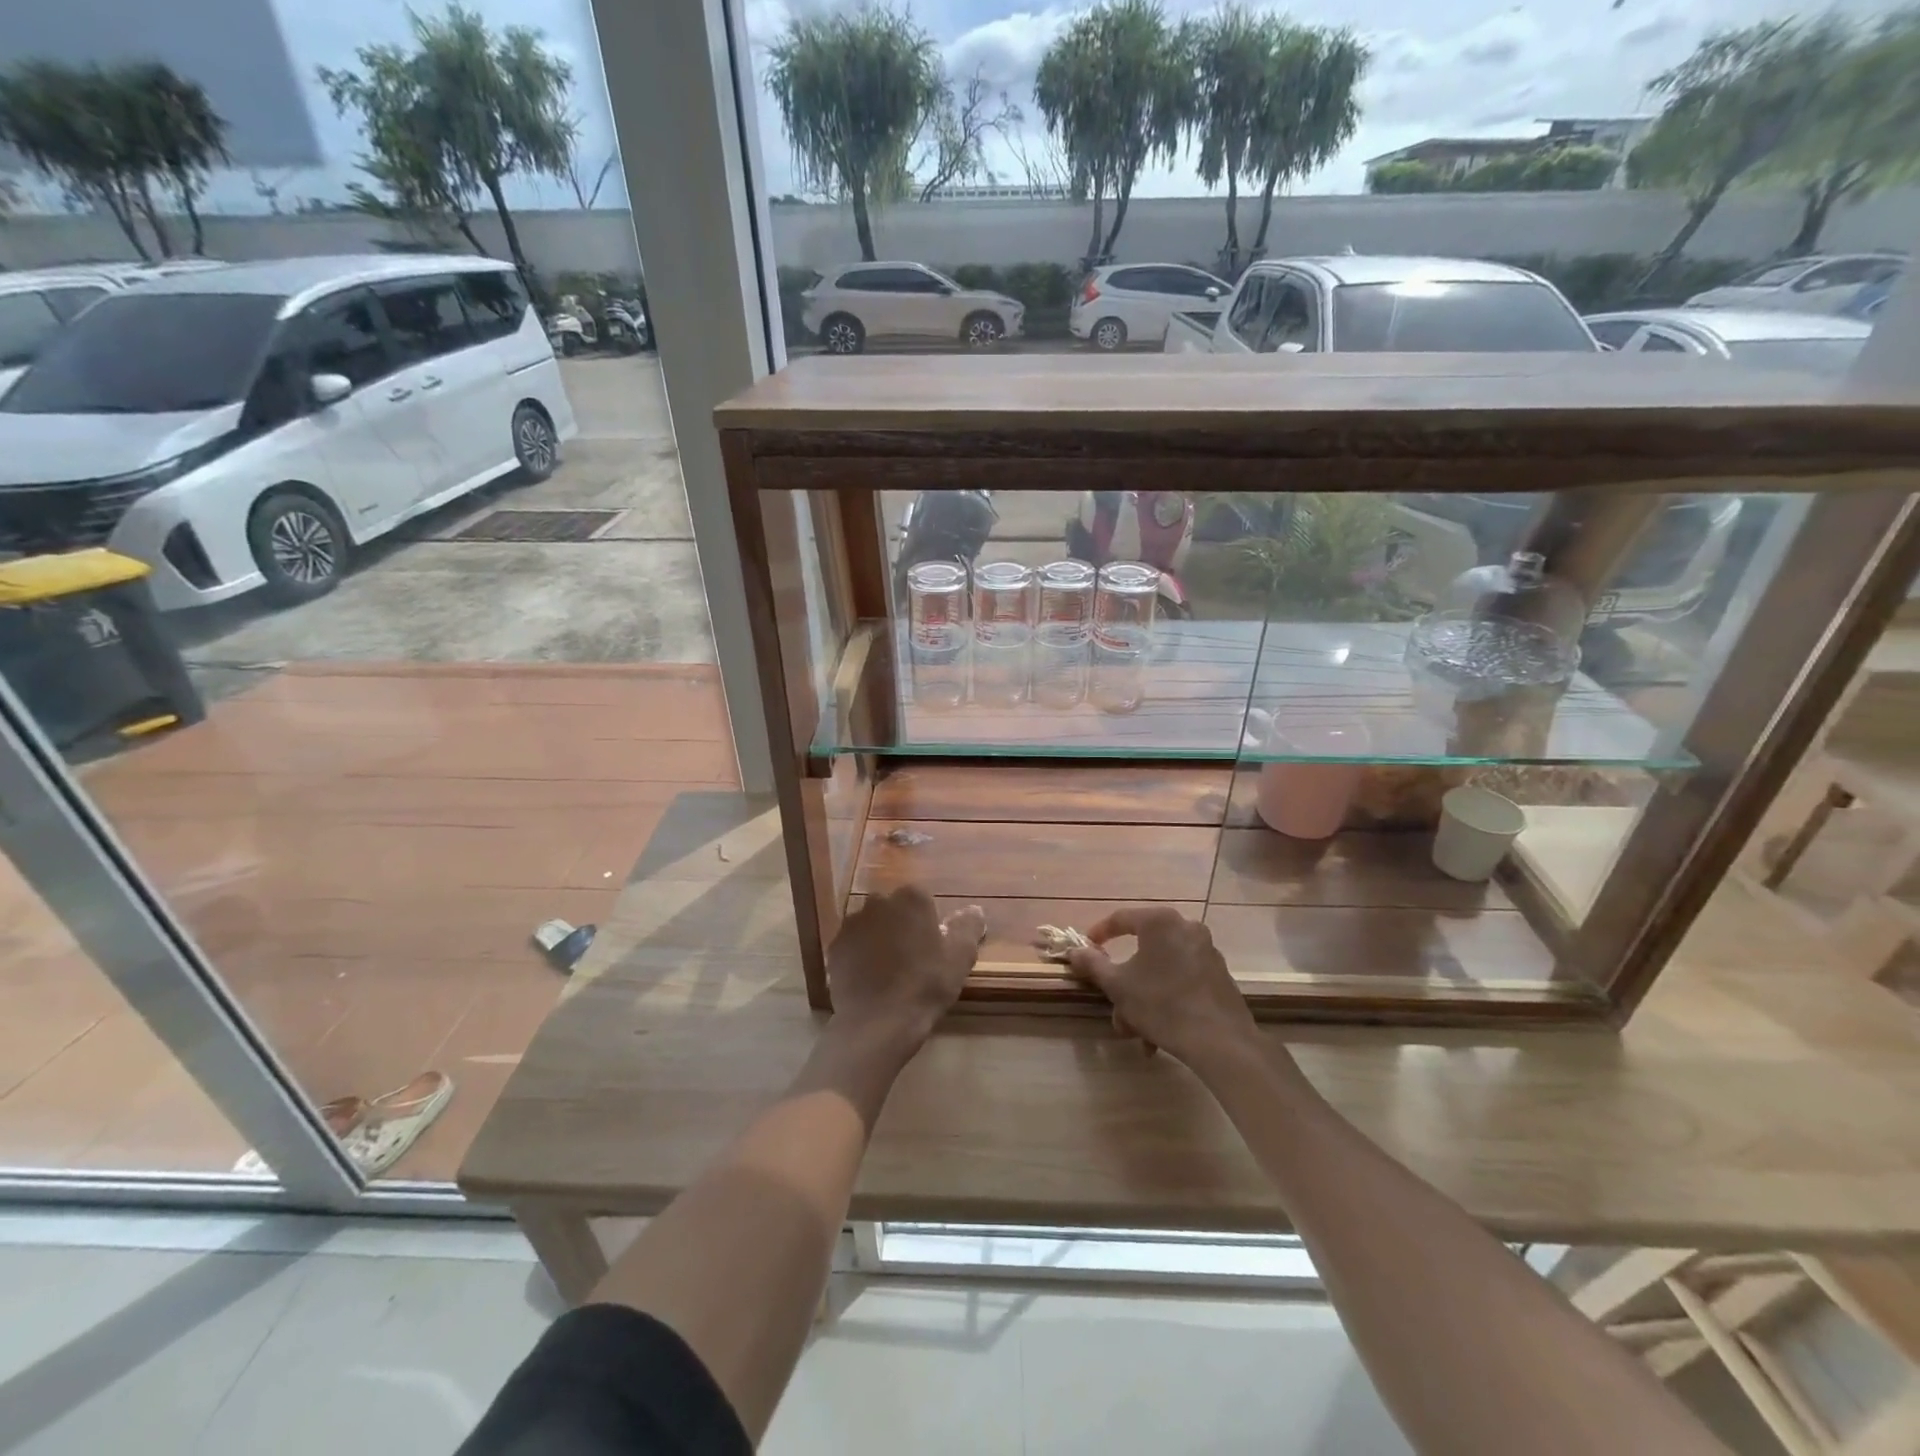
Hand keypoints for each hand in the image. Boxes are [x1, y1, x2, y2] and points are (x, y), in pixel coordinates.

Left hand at [826, 886, 984, 1054]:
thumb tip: (973, 910)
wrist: (878, 1022)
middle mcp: (878, 901)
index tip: (933, 948)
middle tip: (913, 959)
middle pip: (895, 909)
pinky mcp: (835, 947)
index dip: (929, 923)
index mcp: (912, 898)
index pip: (923, 900)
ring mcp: (852, 924)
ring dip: (880, 939)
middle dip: (902, 927)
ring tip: (890, 973)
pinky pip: (853, 946)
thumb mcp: (960, 957)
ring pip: (872, 926)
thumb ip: (968, 927)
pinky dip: (860, 956)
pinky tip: (870, 980)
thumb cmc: (926, 985)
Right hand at [1065, 906, 1257, 1068]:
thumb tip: (1075, 951)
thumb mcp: (1118, 985)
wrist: (1220, 1042)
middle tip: (1114, 1006)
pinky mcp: (1219, 976)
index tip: (1086, 950)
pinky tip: (1159, 1033)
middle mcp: (1186, 928)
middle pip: (1143, 951)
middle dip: (1125, 983)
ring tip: (1137, 1033)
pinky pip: (1182, 981)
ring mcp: (1207, 952)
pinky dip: (1166, 1000)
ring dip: (1143, 998)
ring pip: (1162, 971)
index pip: (1120, 918)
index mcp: (1160, 922)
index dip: (1099, 934)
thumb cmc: (1161, 1004)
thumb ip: (1093, 964)